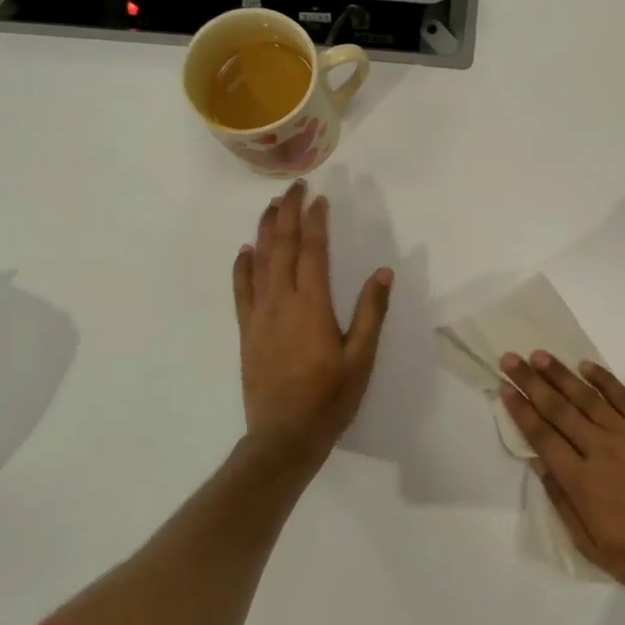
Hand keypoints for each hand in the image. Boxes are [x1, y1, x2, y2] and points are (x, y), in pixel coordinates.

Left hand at [233, 181, 393, 462]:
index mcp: (312, 306)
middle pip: (282, 247)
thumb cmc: (329, 399)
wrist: (283, 437)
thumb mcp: (361, 358)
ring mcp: (259, 316)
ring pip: (259, 263)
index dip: (315, 222)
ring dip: (265, 231)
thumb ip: (371, 313)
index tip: (319, 197)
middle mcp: (282, 303)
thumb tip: (383, 271)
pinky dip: (242, 267)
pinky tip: (244, 251)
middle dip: (287, 213)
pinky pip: (241, 291)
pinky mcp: (247, 332)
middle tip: (293, 186)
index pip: (313, 252)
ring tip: (270, 205)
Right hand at [500, 353, 624, 603]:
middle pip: (559, 409)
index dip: (521, 411)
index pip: (542, 437)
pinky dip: (604, 380)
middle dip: (531, 383)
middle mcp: (601, 451)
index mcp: (582, 482)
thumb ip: (560, 500)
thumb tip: (538, 462)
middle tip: (510, 359)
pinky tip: (586, 366)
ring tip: (539, 355)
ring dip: (561, 374)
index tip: (504, 389)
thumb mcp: (589, 544)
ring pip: (588, 398)